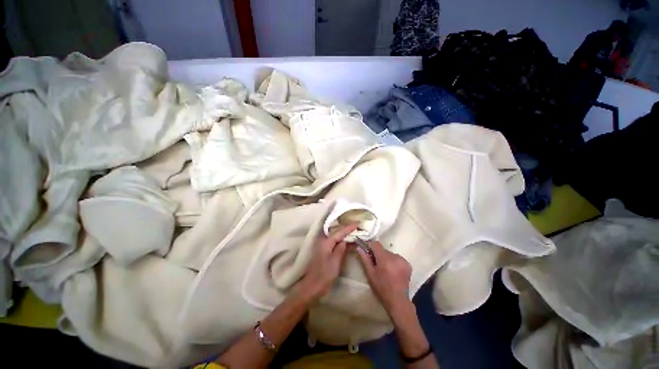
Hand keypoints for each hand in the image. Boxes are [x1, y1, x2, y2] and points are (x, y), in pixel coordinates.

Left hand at [297, 223, 358, 301]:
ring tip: (356, 232)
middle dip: (347, 228)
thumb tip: (345, 240)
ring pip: (337, 237)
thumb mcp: (335, 262)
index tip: (358, 223)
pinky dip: (343, 241)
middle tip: (358, 226)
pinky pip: (336, 242)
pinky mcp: (326, 252)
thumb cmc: (324, 274)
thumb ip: (340, 249)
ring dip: (346, 234)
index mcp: (326, 242)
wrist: (313, 285)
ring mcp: (324, 246)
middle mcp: (324, 241)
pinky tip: (350, 242)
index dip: (349, 227)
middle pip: (337, 232)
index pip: (339, 232)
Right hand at [356, 241, 412, 317]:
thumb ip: (365, 259)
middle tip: (376, 264)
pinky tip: (393, 271)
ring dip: (386, 258)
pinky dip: (393, 261)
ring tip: (385, 269)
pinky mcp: (408, 264)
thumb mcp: (370, 274)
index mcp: (385, 259)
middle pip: (383, 249)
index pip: (376, 244)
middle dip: (378, 254)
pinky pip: (397, 258)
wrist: (398, 301)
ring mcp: (403, 260)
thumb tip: (359, 247)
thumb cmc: (381, 288)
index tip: (367, 252)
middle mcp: (395, 257)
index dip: (370, 246)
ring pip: (390, 253)